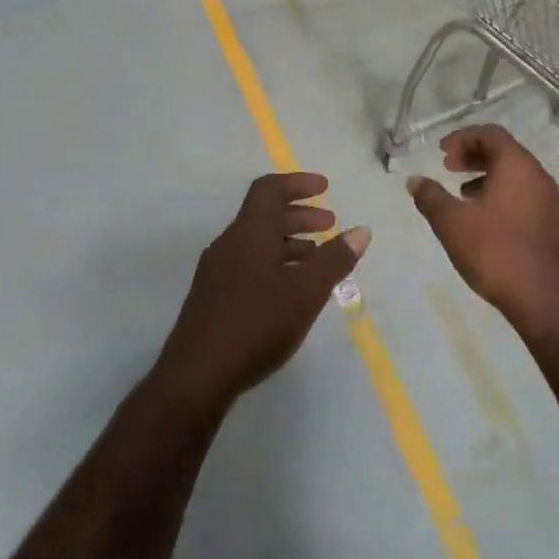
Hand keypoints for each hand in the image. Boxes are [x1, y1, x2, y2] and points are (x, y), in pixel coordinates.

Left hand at [158, 172, 369, 405]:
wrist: (196, 375)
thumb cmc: (257, 323)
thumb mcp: (306, 291)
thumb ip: (335, 259)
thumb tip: (361, 230)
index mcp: (249, 233)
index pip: (269, 189)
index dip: (298, 183)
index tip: (325, 188)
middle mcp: (229, 244)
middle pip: (264, 215)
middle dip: (299, 215)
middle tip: (329, 224)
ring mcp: (216, 272)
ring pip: (256, 243)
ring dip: (288, 242)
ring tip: (317, 258)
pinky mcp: (212, 298)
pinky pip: (248, 264)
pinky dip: (274, 263)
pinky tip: (290, 290)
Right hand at [408, 126, 558, 327]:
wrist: (541, 296)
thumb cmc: (494, 250)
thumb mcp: (452, 222)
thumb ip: (430, 196)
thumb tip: (415, 181)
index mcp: (517, 165)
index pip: (491, 134)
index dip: (463, 137)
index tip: (441, 151)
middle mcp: (538, 175)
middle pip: (504, 151)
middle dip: (473, 155)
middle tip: (447, 166)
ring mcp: (548, 199)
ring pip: (514, 174)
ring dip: (486, 175)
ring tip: (461, 192)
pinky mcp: (550, 221)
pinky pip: (522, 193)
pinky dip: (500, 192)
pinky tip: (481, 217)